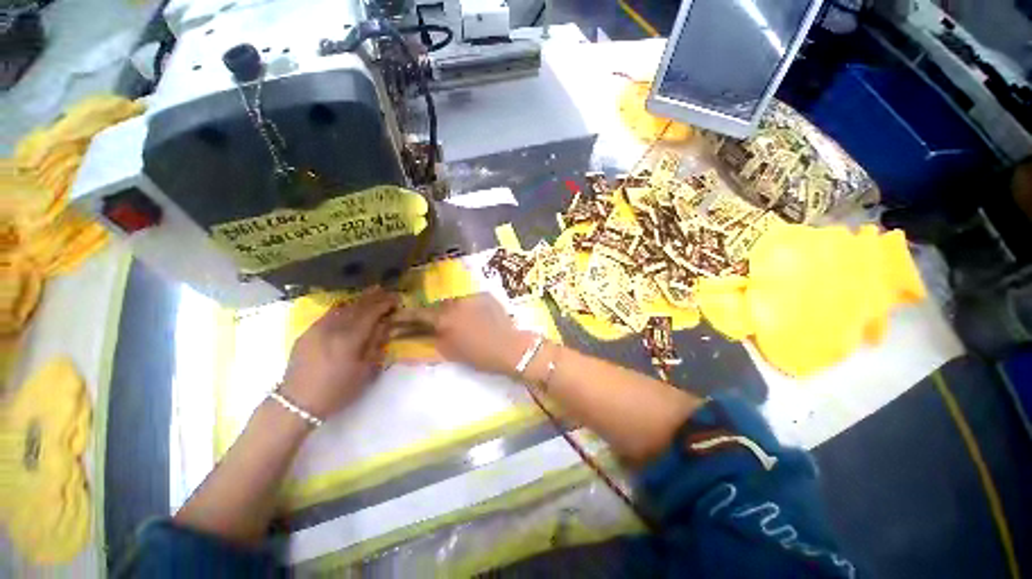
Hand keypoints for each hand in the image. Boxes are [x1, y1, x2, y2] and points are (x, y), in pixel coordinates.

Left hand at [280, 288, 398, 418]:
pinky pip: (330, 313)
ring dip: (360, 299)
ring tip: (373, 293)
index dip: (385, 303)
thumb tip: (385, 324)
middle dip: (374, 297)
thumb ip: (376, 343)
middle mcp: (333, 328)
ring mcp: (317, 328)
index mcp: (349, 338)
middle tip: (388, 291)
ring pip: (343, 306)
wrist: (297, 403)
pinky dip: (344, 306)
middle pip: (357, 306)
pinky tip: (350, 305)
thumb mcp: (365, 371)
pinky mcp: (308, 332)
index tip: (397, 298)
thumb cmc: (337, 390)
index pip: (371, 312)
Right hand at [396, 293, 534, 376]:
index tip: (395, 316)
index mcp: (444, 318)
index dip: (404, 316)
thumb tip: (417, 333)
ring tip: (459, 320)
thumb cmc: (480, 355)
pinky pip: (470, 299)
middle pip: (437, 305)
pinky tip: (475, 316)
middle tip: (435, 322)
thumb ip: (432, 340)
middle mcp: (455, 302)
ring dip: (452, 309)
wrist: (511, 347)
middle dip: (433, 313)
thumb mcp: (450, 352)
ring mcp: (471, 296)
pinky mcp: (485, 294)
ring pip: (454, 301)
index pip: (418, 314)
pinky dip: (467, 307)